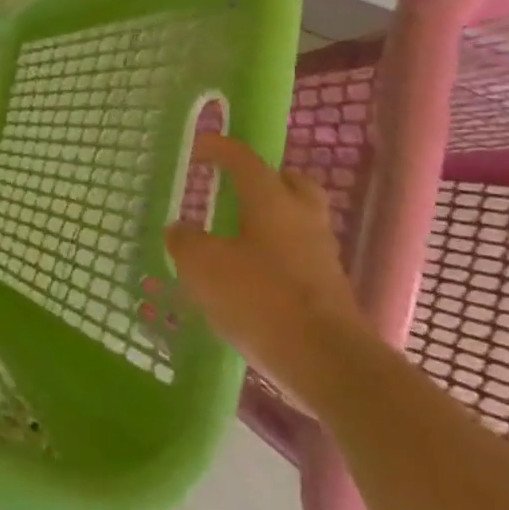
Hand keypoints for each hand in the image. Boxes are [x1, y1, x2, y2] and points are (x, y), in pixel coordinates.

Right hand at [165, 132, 371, 406]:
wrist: (328, 362)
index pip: (244, 159)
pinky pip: (298, 257)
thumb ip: (185, 241)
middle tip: (235, 187)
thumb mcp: (202, 266)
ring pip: (297, 222)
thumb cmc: (260, 298)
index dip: (218, 148)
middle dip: (264, 179)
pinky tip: (249, 275)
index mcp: (271, 201)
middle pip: (290, 184)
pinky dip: (274, 255)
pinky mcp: (328, 291)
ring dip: (269, 220)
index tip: (197, 147)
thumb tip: (181, 230)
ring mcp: (321, 257)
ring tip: (235, 235)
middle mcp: (302, 220)